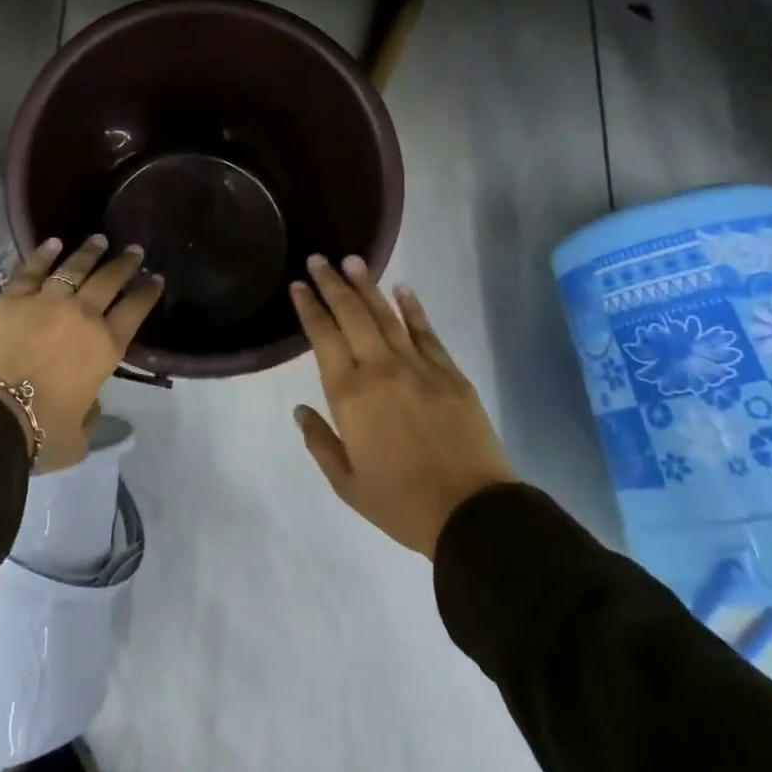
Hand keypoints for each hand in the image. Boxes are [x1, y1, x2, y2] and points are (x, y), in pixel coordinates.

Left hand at [0, 235, 162, 470]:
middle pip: (109, 281)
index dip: (148, 292)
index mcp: (105, 347)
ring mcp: (47, 300)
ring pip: (74, 267)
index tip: (156, 278)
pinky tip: (53, 242)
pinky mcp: (12, 297)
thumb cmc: (39, 433)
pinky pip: (31, 269)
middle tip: (135, 250)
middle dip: (125, 264)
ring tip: (100, 240)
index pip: (135, 311)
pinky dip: (43, 254)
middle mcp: (82, 315)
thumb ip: (90, 417)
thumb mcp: (78, 439)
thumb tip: (89, 403)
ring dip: (89, 252)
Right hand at [290, 254, 516, 557]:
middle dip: (333, 284)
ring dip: (367, 285)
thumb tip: (300, 410)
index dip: (310, 308)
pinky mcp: (449, 373)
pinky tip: (402, 289)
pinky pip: (426, 332)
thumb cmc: (402, 503)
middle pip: (352, 316)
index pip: (323, 338)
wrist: (473, 513)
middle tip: (318, 258)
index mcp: (350, 395)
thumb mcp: (347, 484)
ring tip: (352, 260)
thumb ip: (320, 443)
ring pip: (386, 316)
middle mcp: (380, 369)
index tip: (298, 285)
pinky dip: (413, 308)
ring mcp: (418, 367)